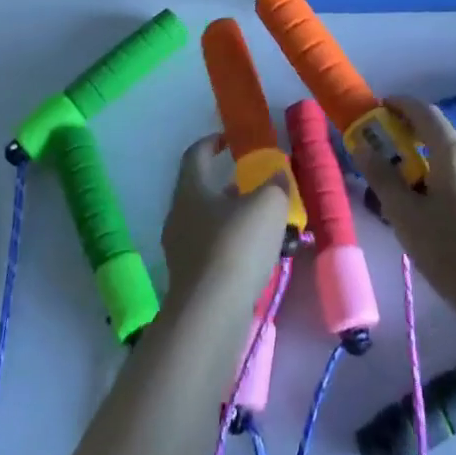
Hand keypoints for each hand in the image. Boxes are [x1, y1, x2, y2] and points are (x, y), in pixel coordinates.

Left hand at [160, 135, 288, 310]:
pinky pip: (210, 251)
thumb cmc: (237, 245)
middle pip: (201, 190)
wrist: (210, 314)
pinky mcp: (188, 279)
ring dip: (231, 218)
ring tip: (262, 223)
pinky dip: (230, 246)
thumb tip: (277, 175)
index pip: (196, 154)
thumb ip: (275, 184)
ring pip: (207, 222)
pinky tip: (255, 256)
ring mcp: (179, 249)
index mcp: (191, 189)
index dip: (212, 142)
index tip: (230, 140)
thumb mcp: (268, 204)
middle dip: (227, 185)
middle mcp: (178, 215)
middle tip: (254, 184)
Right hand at [352, 97, 455, 327]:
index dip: (399, 105)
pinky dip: (441, 176)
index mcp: (454, 153)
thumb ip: (382, 177)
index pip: (424, 112)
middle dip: (409, 133)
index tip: (377, 108)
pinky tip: (428, 206)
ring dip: (425, 158)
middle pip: (439, 133)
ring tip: (400, 183)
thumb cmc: (451, 252)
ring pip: (451, 156)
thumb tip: (362, 146)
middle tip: (381, 148)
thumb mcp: (406, 216)